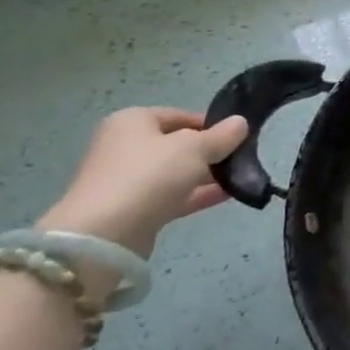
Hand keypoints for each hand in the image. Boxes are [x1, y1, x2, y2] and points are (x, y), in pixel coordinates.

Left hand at [38, 108, 249, 257]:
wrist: (105, 233)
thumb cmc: (149, 175)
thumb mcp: (194, 148)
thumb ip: (221, 136)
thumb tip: (240, 123)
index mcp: (132, 122)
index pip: (180, 116)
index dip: (212, 124)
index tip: (239, 136)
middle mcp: (126, 147)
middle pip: (178, 145)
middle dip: (211, 152)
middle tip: (243, 157)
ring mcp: (129, 180)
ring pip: (177, 172)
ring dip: (208, 174)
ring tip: (242, 177)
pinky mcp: (135, 208)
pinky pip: (174, 195)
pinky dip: (199, 194)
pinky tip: (230, 194)